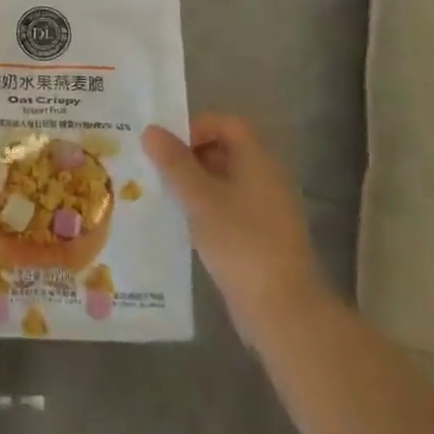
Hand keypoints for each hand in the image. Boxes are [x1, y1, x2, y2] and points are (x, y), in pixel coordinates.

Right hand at [143, 115, 326, 334]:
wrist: (282, 309)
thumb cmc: (241, 242)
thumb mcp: (201, 199)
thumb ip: (175, 163)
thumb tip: (151, 130)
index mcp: (257, 161)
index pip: (227, 124)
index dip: (195, 126)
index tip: (165, 144)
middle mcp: (265, 179)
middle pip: (224, 150)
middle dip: (188, 155)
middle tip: (153, 167)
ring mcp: (264, 210)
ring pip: (223, 182)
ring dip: (193, 184)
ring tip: (159, 193)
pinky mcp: (258, 237)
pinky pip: (227, 208)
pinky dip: (203, 208)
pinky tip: (179, 223)